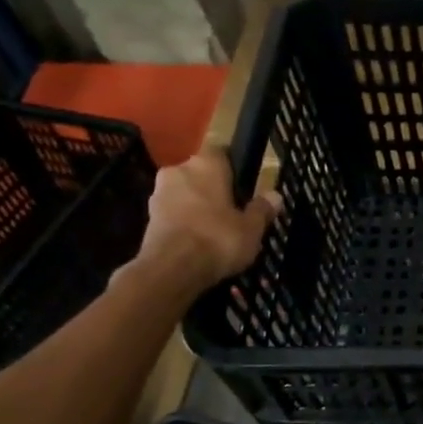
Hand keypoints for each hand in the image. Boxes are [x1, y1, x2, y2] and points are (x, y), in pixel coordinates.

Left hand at [127, 151, 280, 293]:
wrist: (171, 269)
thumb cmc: (218, 239)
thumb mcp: (252, 228)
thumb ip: (262, 209)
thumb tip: (275, 195)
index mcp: (206, 164)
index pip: (222, 154)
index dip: (233, 170)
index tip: (243, 189)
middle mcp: (178, 170)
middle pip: (201, 175)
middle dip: (213, 190)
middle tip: (232, 213)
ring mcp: (158, 193)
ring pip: (185, 194)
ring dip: (197, 207)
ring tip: (214, 232)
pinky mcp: (147, 217)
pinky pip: (173, 214)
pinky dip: (184, 223)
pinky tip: (197, 243)